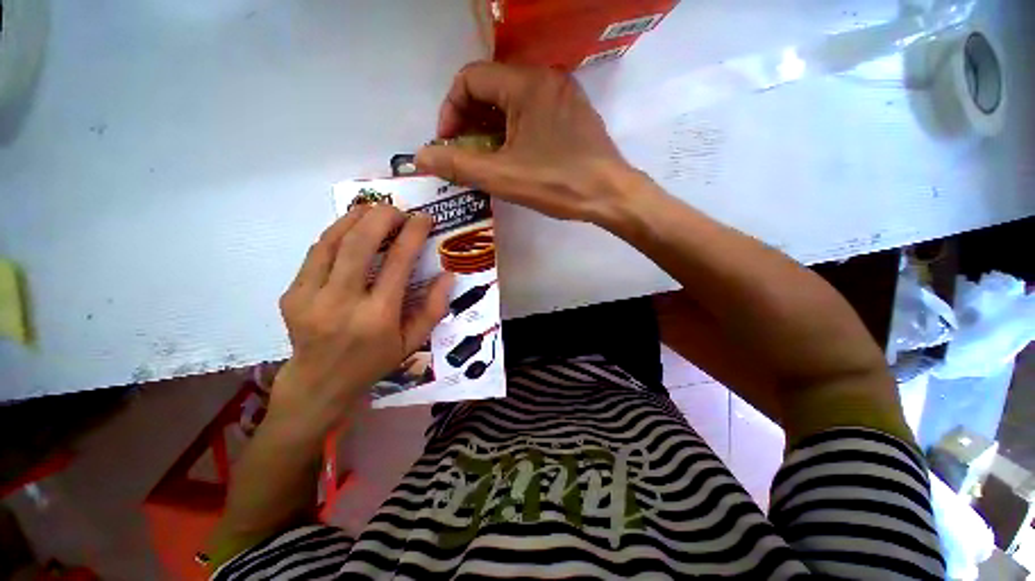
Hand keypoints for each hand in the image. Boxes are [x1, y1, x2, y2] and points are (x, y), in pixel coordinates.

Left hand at [270, 205, 453, 429]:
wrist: (320, 382)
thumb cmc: (374, 362)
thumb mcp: (413, 342)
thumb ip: (434, 309)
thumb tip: (448, 275)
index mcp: (378, 317)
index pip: (398, 263)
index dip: (413, 234)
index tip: (423, 219)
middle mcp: (342, 303)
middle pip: (359, 244)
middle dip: (381, 217)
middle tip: (398, 210)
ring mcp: (310, 297)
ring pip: (332, 241)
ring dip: (356, 218)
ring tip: (375, 210)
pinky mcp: (292, 293)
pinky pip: (316, 252)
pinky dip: (337, 233)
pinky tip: (351, 228)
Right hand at [415, 61, 638, 223]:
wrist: (610, 194)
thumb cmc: (557, 183)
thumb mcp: (502, 176)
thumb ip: (458, 165)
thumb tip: (420, 157)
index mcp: (526, 84)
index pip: (470, 79)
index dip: (450, 110)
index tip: (447, 143)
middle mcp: (545, 79)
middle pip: (491, 89)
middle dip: (469, 121)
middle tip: (463, 153)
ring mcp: (562, 95)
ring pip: (512, 102)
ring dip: (490, 127)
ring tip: (484, 158)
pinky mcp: (572, 113)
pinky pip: (532, 113)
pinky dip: (513, 130)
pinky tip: (512, 155)